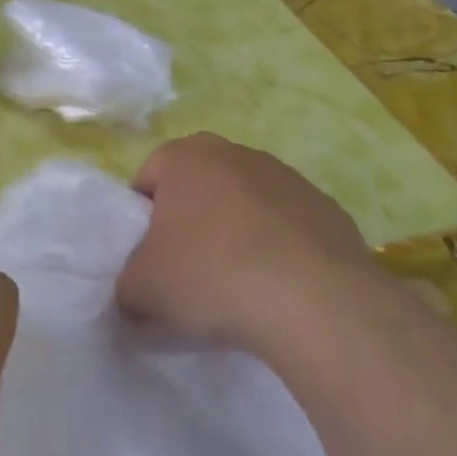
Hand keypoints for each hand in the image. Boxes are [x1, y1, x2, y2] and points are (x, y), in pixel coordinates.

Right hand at [115, 133, 386, 353]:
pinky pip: (287, 227)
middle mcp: (236, 153)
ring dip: (236, 233)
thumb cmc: (210, 276)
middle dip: (191, 220)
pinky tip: (278, 288)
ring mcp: (288, 178)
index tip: (149, 256)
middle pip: (199, 185)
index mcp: (185, 157)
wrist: (316, 302)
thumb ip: (127, 284)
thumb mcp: (141, 289)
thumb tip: (136, 296)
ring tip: (237, 283)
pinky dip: (278, 250)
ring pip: (245, 203)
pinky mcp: (330, 210)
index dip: (142, 217)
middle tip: (187, 267)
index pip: (148, 176)